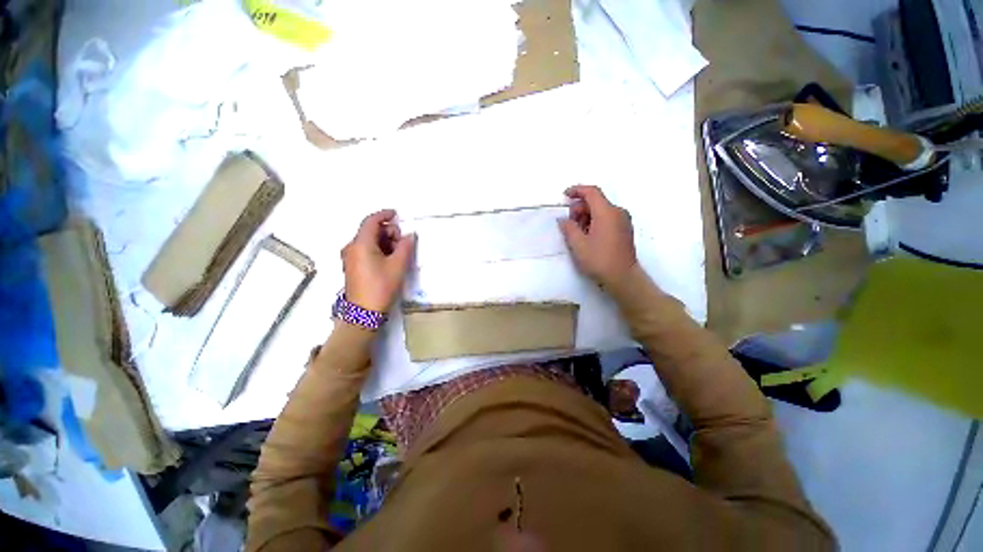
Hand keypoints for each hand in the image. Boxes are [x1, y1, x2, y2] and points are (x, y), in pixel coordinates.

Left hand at [342, 210, 415, 311]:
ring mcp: (350, 257)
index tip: (398, 215)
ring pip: (369, 241)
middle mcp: (351, 247)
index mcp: (360, 244)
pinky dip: (379, 250)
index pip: (371, 220)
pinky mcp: (353, 266)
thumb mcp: (398, 265)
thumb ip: (406, 246)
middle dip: (388, 232)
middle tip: (404, 242)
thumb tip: (410, 235)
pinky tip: (390, 260)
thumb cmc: (381, 286)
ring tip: (399, 253)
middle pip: (370, 230)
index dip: (385, 214)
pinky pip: (366, 250)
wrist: (364, 313)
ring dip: (385, 242)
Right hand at [558, 185, 637, 287]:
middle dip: (580, 208)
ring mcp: (623, 221)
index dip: (577, 190)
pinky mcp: (624, 230)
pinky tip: (588, 236)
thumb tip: (563, 219)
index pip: (591, 192)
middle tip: (569, 223)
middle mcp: (618, 212)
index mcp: (607, 212)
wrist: (622, 277)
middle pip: (596, 201)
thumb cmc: (599, 260)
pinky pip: (607, 218)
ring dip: (586, 216)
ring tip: (577, 233)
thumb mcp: (578, 245)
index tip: (564, 196)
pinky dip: (595, 221)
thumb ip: (568, 228)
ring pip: (601, 210)